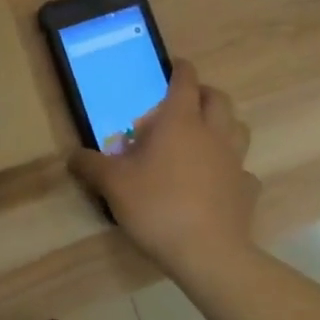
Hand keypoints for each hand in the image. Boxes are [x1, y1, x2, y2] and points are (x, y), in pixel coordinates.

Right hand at [70, 61, 258, 287]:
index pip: (186, 82)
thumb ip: (90, 165)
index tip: (174, 64)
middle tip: (184, 102)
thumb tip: (71, 156)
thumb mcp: (113, 184)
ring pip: (238, 128)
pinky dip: (232, 168)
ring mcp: (235, 162)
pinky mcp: (247, 190)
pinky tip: (217, 180)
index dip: (180, 69)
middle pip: (219, 99)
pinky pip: (244, 170)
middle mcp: (212, 134)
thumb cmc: (158, 206)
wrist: (209, 255)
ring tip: (203, 136)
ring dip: (224, 124)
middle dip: (204, 93)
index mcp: (180, 122)